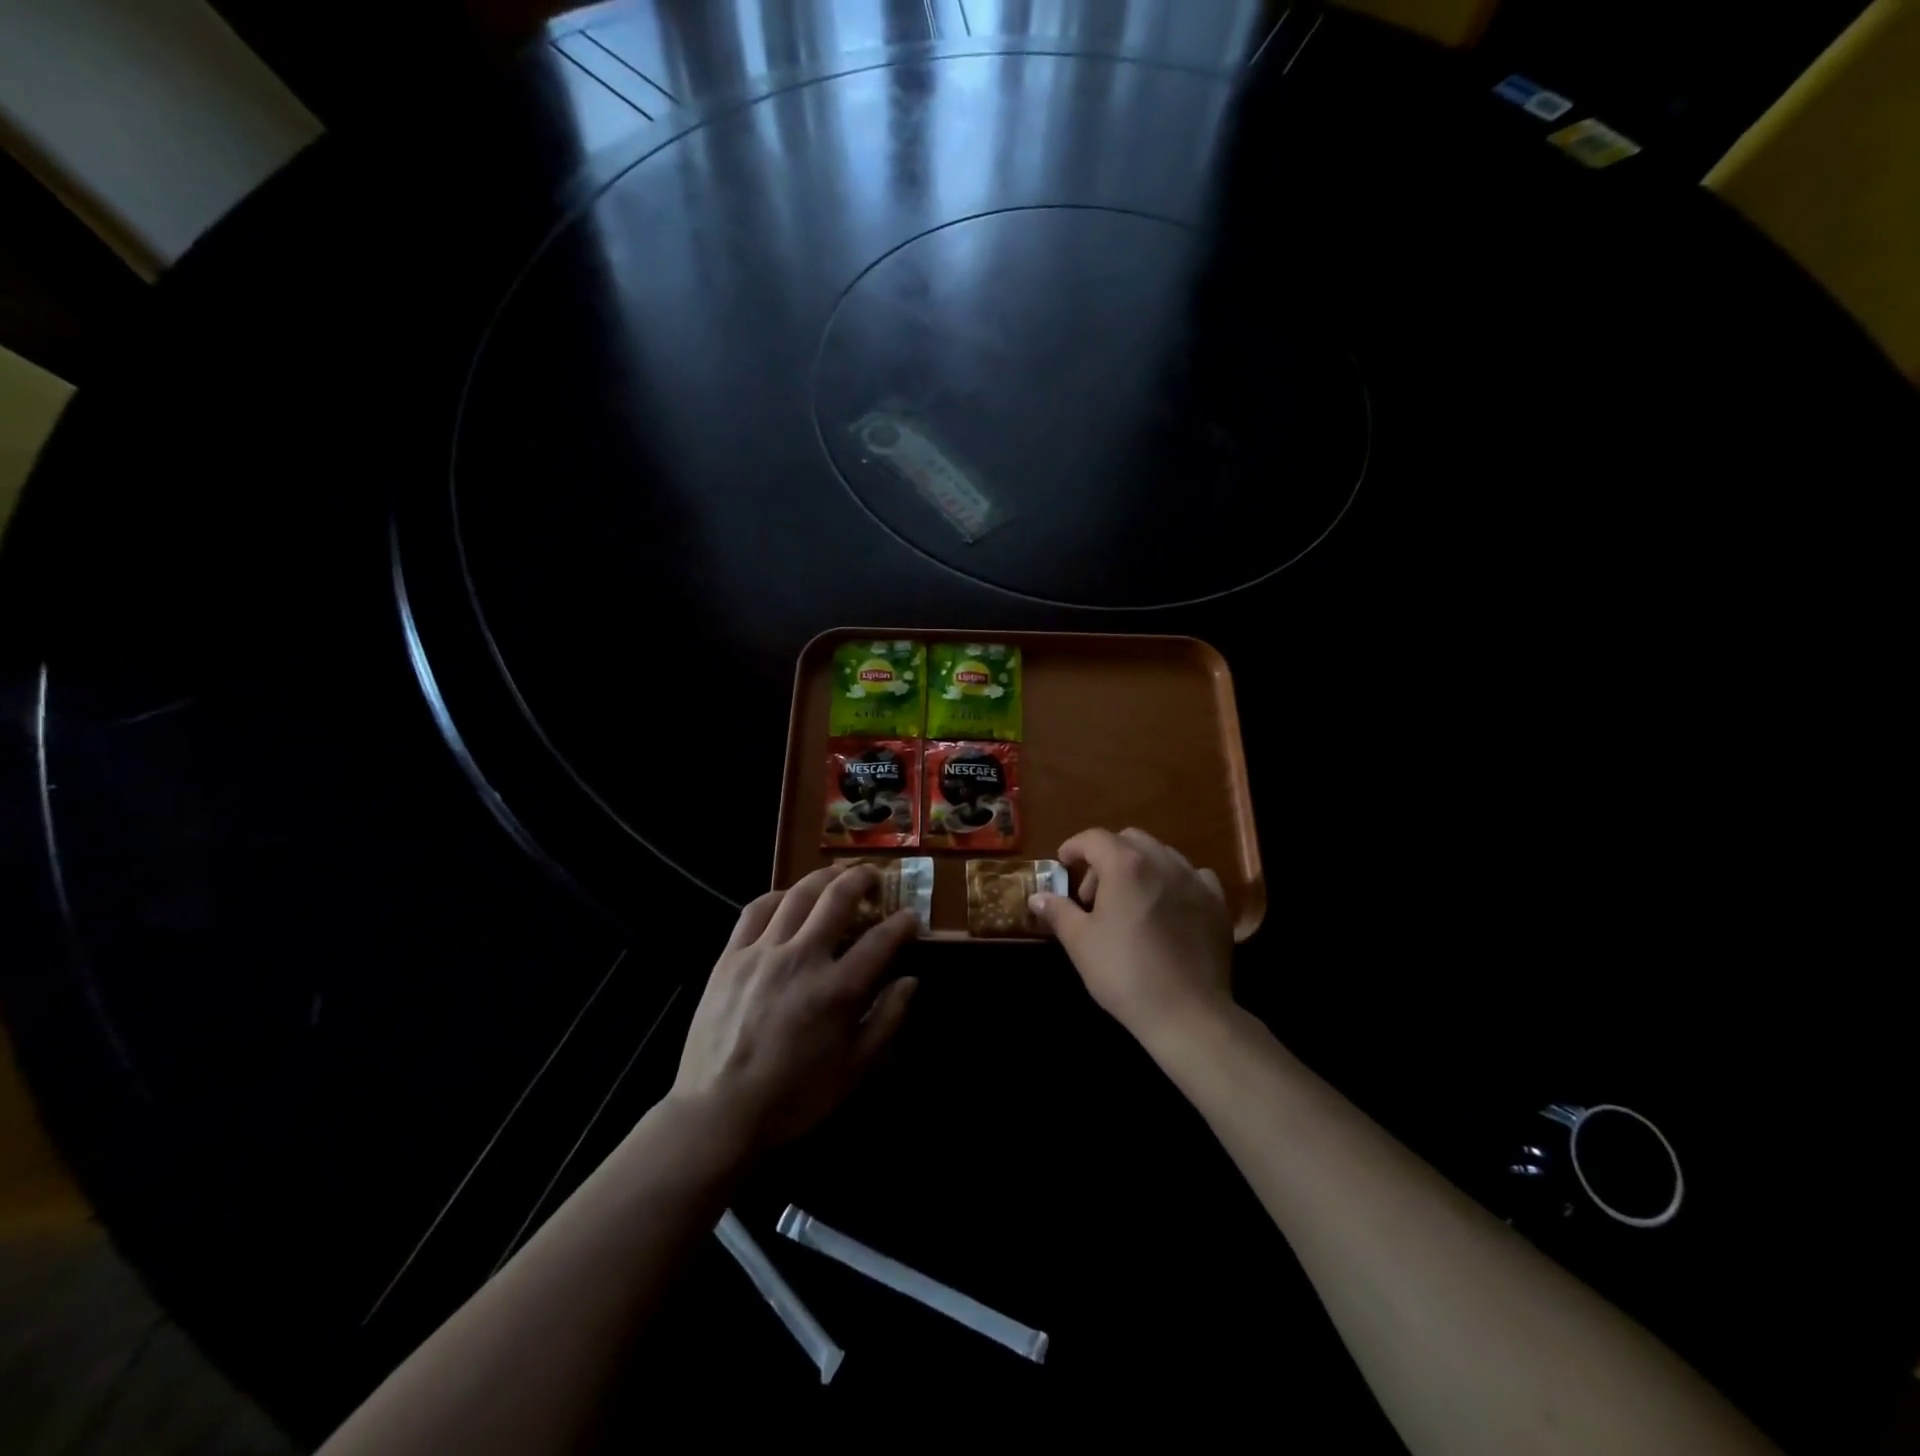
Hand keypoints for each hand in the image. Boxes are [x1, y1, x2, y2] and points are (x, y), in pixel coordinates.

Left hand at [670, 865, 919, 1151]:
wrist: (719, 1111)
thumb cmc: (794, 1096)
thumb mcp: (854, 1070)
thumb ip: (887, 1020)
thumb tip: (910, 981)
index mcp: (837, 990)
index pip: (881, 939)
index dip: (902, 923)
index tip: (910, 917)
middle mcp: (803, 959)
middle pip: (838, 898)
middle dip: (863, 879)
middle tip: (874, 876)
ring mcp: (763, 953)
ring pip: (798, 895)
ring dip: (824, 877)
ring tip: (837, 874)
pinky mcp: (731, 956)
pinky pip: (755, 910)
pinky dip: (777, 896)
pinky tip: (787, 899)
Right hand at [1030, 828, 1233, 1050]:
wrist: (1186, 1012)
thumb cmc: (1124, 972)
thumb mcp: (1080, 942)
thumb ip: (1058, 911)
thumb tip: (1038, 897)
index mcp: (1125, 865)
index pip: (1094, 838)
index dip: (1074, 847)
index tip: (1063, 865)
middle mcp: (1162, 861)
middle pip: (1129, 839)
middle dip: (1106, 856)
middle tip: (1094, 893)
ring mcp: (1194, 880)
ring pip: (1162, 854)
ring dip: (1140, 866)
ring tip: (1131, 901)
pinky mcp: (1217, 903)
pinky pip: (1194, 876)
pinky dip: (1175, 881)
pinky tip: (1170, 906)